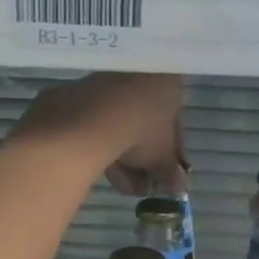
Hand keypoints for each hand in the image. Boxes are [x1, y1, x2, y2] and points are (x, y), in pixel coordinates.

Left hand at [12, 73, 186, 195]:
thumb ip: (170, 172)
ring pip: (120, 123)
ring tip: (120, 184)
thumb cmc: (140, 130)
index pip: (174, 121)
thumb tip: (178, 185)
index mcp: (168, 81)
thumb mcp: (161, 158)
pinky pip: (98, 121)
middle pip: (145, 123)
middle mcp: (139, 73)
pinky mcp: (80, 91)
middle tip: (140, 185)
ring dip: (122, 157)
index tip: (161, 173)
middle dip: (142, 160)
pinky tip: (102, 169)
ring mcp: (108, 80)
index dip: (169, 153)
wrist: (90, 117)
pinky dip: (101, 143)